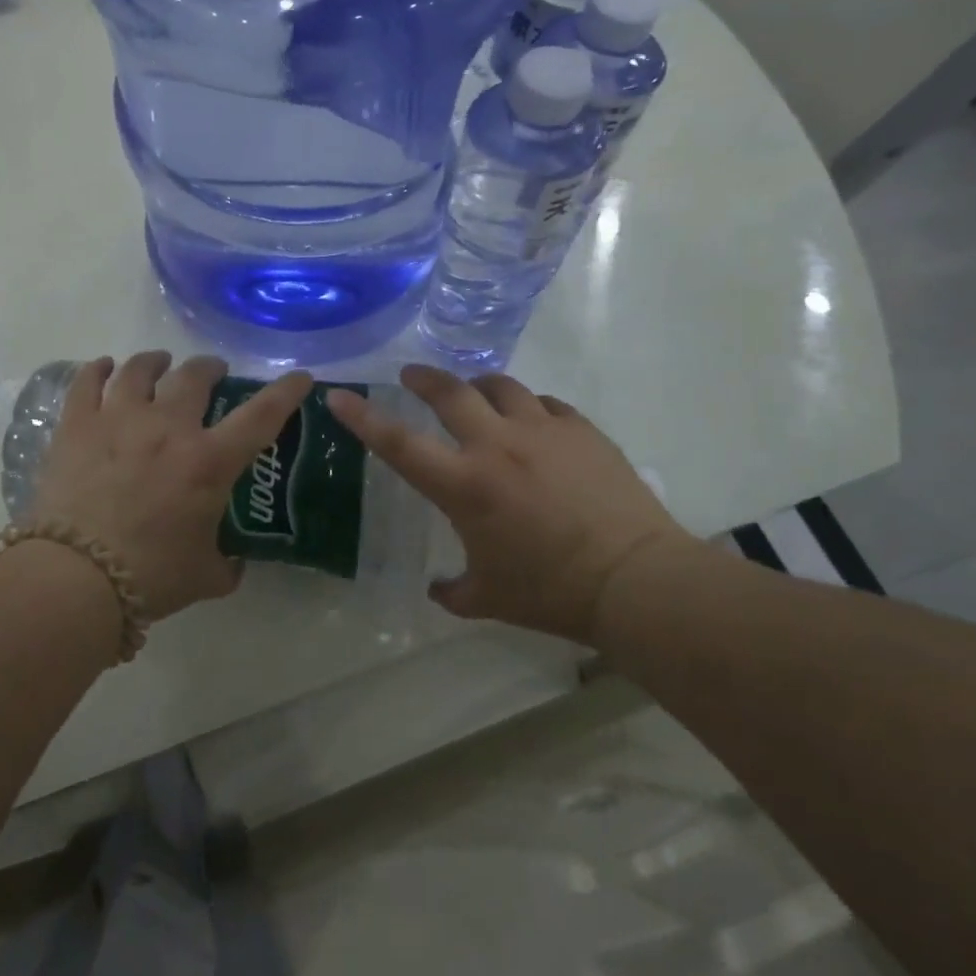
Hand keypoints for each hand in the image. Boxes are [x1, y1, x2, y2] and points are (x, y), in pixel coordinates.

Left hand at [28, 352, 314, 621]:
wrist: (75, 578)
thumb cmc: (150, 576)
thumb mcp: (205, 576)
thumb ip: (227, 565)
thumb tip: (233, 563)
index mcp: (209, 461)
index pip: (261, 415)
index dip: (285, 392)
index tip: (300, 377)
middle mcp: (168, 427)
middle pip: (194, 376)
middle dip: (210, 367)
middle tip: (213, 372)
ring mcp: (119, 419)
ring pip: (141, 369)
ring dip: (156, 361)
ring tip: (160, 362)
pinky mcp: (77, 426)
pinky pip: (88, 382)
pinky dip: (99, 369)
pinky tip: (105, 367)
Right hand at [326, 365, 690, 646]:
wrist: (636, 579)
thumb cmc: (552, 592)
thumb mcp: (489, 598)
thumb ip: (453, 591)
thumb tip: (437, 589)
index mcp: (464, 486)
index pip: (398, 443)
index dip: (362, 417)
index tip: (339, 395)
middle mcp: (496, 446)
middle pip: (449, 392)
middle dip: (423, 378)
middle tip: (411, 376)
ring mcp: (542, 431)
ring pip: (500, 386)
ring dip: (478, 386)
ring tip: (475, 394)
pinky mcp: (581, 430)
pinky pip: (545, 405)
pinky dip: (529, 408)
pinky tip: (533, 423)